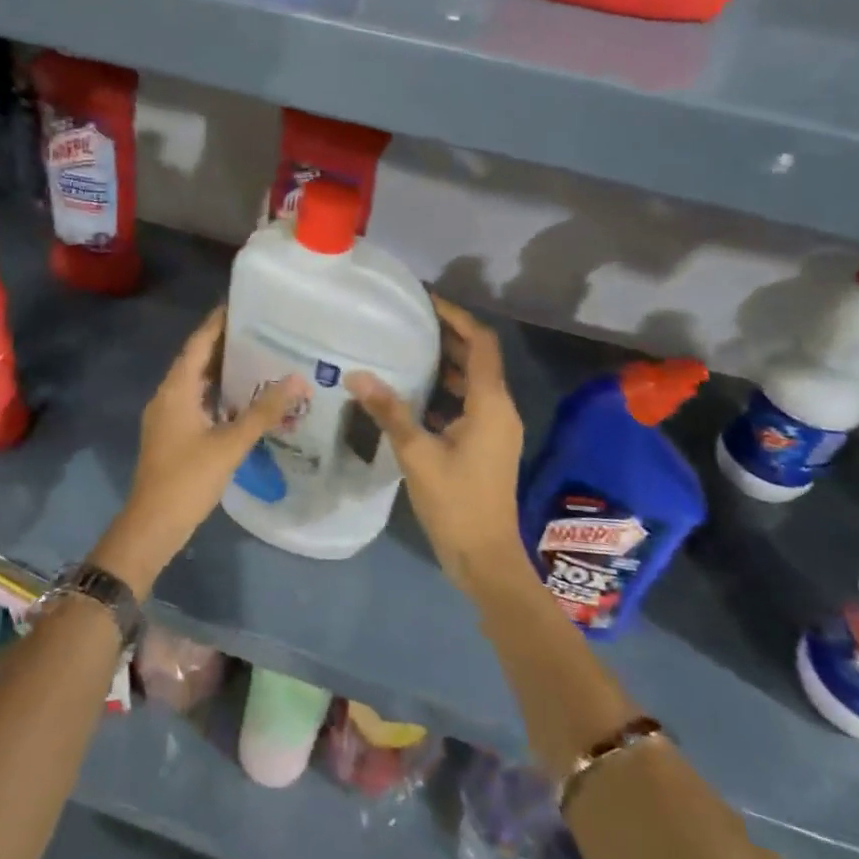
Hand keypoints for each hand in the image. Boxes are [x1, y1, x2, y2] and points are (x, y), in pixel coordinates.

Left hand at [91, 308, 307, 596]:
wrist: (152, 525)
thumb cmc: (188, 479)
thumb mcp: (230, 444)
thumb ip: (263, 411)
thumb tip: (296, 379)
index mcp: (176, 389)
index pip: (198, 343)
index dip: (218, 322)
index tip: (242, 303)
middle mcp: (168, 395)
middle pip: (196, 359)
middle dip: (225, 344)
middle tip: (261, 330)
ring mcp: (167, 415)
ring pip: (196, 382)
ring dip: (222, 370)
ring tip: (257, 358)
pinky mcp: (171, 434)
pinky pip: (195, 401)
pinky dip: (217, 394)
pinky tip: (242, 399)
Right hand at [349, 297, 526, 596]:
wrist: (485, 557)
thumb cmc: (456, 502)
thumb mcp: (417, 454)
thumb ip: (389, 411)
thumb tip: (358, 375)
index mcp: (491, 403)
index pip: (481, 343)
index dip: (457, 317)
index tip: (426, 302)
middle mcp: (499, 409)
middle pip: (478, 358)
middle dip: (448, 337)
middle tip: (409, 321)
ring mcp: (495, 428)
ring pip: (473, 382)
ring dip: (446, 364)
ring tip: (406, 349)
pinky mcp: (487, 445)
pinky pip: (468, 404)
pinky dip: (445, 391)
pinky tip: (413, 394)